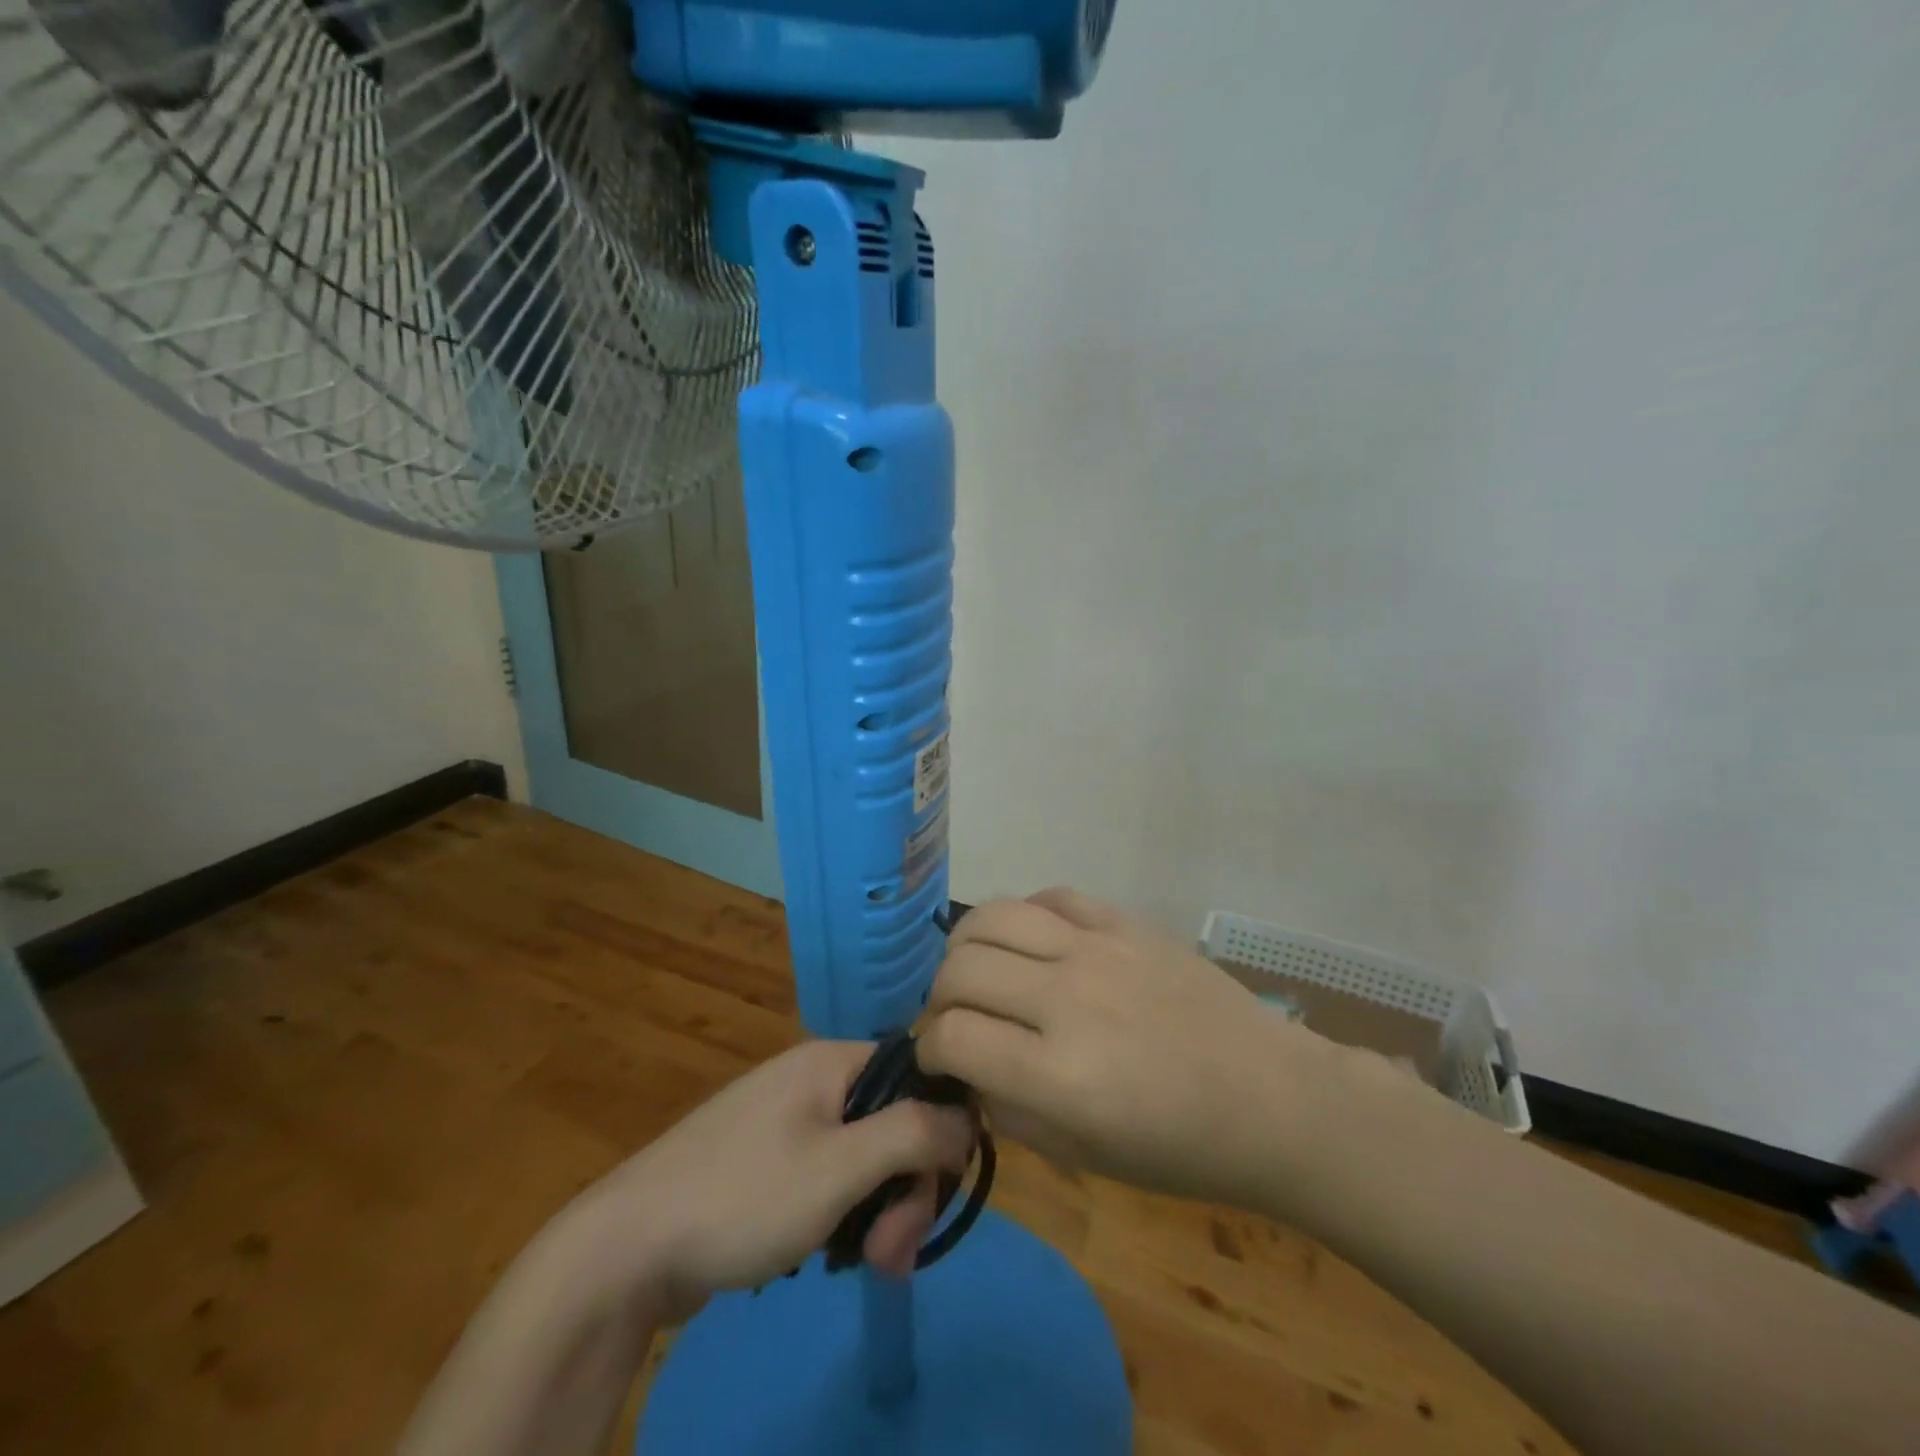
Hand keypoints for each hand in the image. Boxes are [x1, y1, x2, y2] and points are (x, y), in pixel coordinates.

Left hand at [570, 1040, 975, 1310]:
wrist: (625, 1249)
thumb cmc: (743, 1196)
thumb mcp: (840, 1168)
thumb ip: (913, 1134)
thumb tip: (970, 1116)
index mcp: (832, 1060)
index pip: (918, 1076)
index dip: (940, 1131)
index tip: (933, 1196)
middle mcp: (813, 1078)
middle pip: (892, 1122)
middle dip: (905, 1189)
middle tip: (891, 1255)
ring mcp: (786, 1118)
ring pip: (863, 1156)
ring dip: (877, 1210)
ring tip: (862, 1265)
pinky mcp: (766, 1160)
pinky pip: (829, 1175)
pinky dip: (842, 1213)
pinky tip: (828, 1254)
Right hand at [918, 888, 1340, 1208]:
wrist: (1270, 1097)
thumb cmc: (1179, 1147)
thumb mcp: (1082, 1155)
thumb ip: (1007, 1110)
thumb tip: (964, 1067)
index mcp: (1059, 1076)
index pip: (952, 1036)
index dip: (930, 1049)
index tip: (939, 1056)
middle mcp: (1068, 1000)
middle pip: (960, 969)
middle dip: (938, 997)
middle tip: (957, 1016)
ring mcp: (1097, 949)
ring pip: (992, 916)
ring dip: (967, 946)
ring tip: (981, 969)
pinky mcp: (1123, 921)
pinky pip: (1050, 896)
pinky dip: (1025, 916)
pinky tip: (1033, 944)